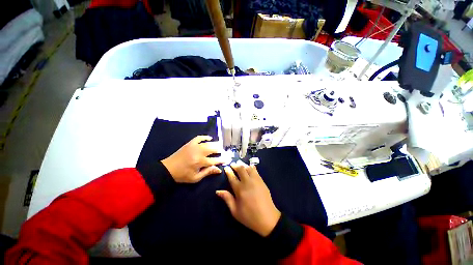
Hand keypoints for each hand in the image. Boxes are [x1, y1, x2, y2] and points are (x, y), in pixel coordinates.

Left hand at [162, 136, 223, 182]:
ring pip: (208, 143)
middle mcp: (199, 152)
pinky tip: (209, 138)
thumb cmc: (183, 175)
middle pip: (213, 149)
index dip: (222, 159)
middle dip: (220, 150)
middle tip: (223, 152)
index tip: (227, 159)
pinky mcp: (190, 143)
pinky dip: (205, 137)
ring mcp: (194, 146)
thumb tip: (219, 169)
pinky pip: (199, 138)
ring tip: (219, 145)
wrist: (168, 169)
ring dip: (215, 144)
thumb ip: (208, 172)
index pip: (215, 160)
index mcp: (200, 162)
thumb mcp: (196, 178)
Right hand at [216, 161, 280, 236]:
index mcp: (239, 190)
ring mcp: (255, 180)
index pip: (232, 177)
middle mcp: (247, 182)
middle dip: (235, 165)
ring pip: (248, 168)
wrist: (268, 219)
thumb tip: (218, 191)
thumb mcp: (235, 211)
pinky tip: (250, 166)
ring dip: (243, 165)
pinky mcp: (261, 181)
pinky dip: (251, 167)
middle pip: (240, 170)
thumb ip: (227, 199)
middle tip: (232, 164)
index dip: (228, 171)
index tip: (226, 167)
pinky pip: (256, 171)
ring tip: (239, 163)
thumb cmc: (249, 216)